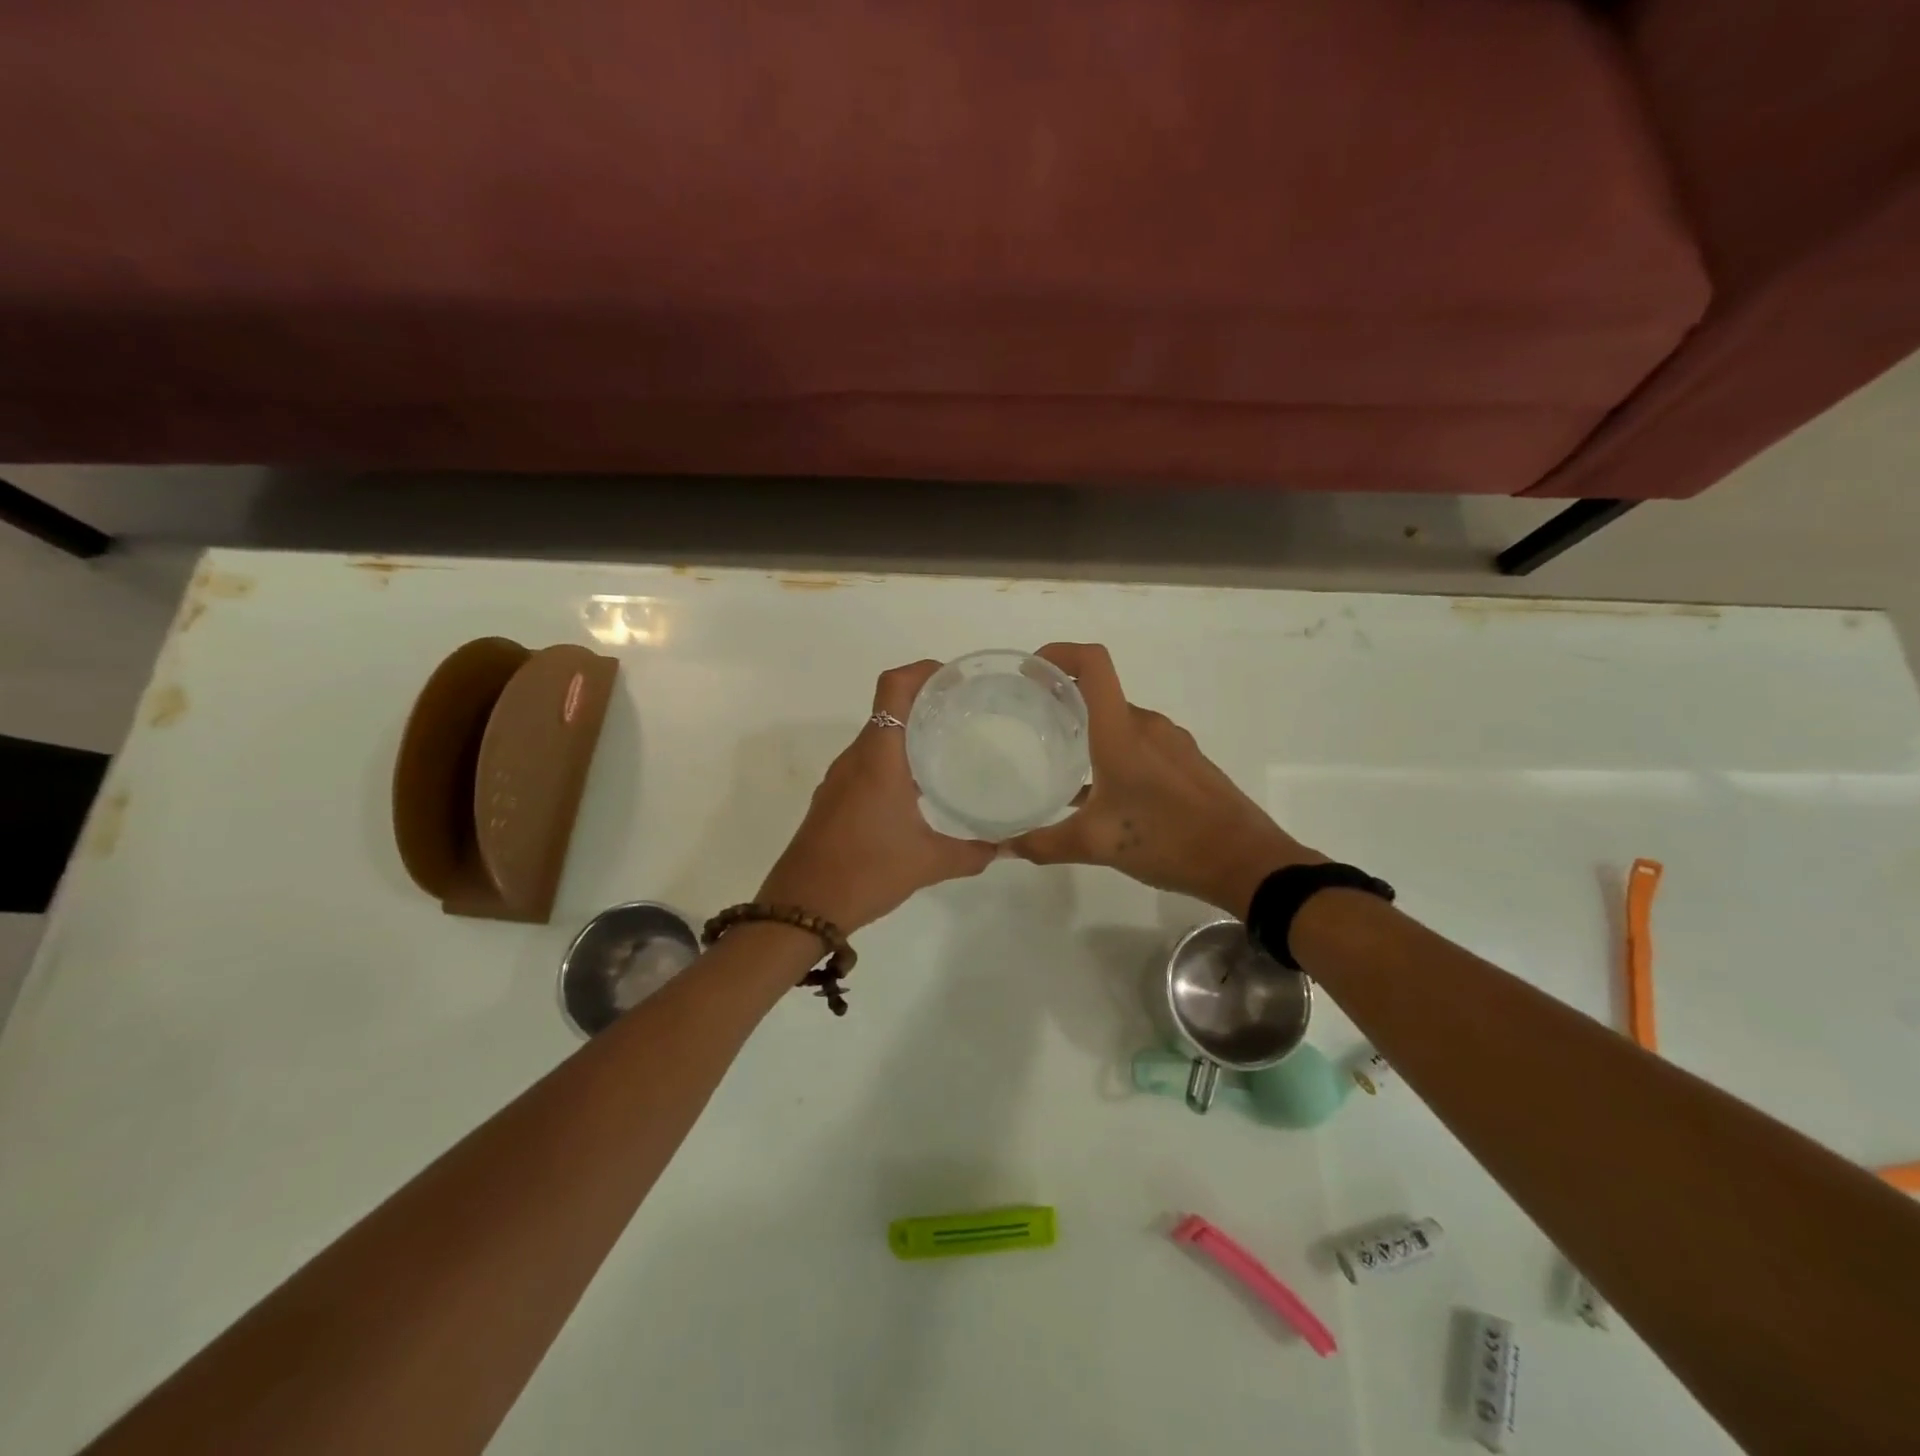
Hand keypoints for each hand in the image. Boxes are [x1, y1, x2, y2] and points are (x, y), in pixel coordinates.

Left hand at [757, 660, 996, 931]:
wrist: (801, 908)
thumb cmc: (866, 872)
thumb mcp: (928, 863)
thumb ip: (971, 853)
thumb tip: (1004, 848)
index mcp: (879, 757)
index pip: (893, 687)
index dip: (922, 671)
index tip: (954, 678)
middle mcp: (856, 757)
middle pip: (888, 708)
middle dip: (926, 702)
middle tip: (966, 712)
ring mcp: (840, 778)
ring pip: (877, 737)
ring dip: (909, 733)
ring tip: (949, 746)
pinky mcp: (833, 798)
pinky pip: (867, 763)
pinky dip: (893, 760)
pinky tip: (918, 788)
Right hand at [1007, 643, 1320, 915]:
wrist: (1245, 861)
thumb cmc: (1167, 841)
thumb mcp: (1096, 845)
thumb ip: (1043, 844)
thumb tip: (1004, 848)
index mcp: (1122, 732)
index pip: (1094, 664)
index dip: (1060, 654)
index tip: (1030, 673)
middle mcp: (1148, 725)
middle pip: (1101, 692)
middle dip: (1064, 700)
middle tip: (1031, 723)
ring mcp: (1172, 742)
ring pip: (1121, 721)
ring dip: (1090, 729)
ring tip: (1061, 758)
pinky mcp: (1187, 762)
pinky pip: (1142, 742)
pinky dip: (1115, 750)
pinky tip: (1102, 790)